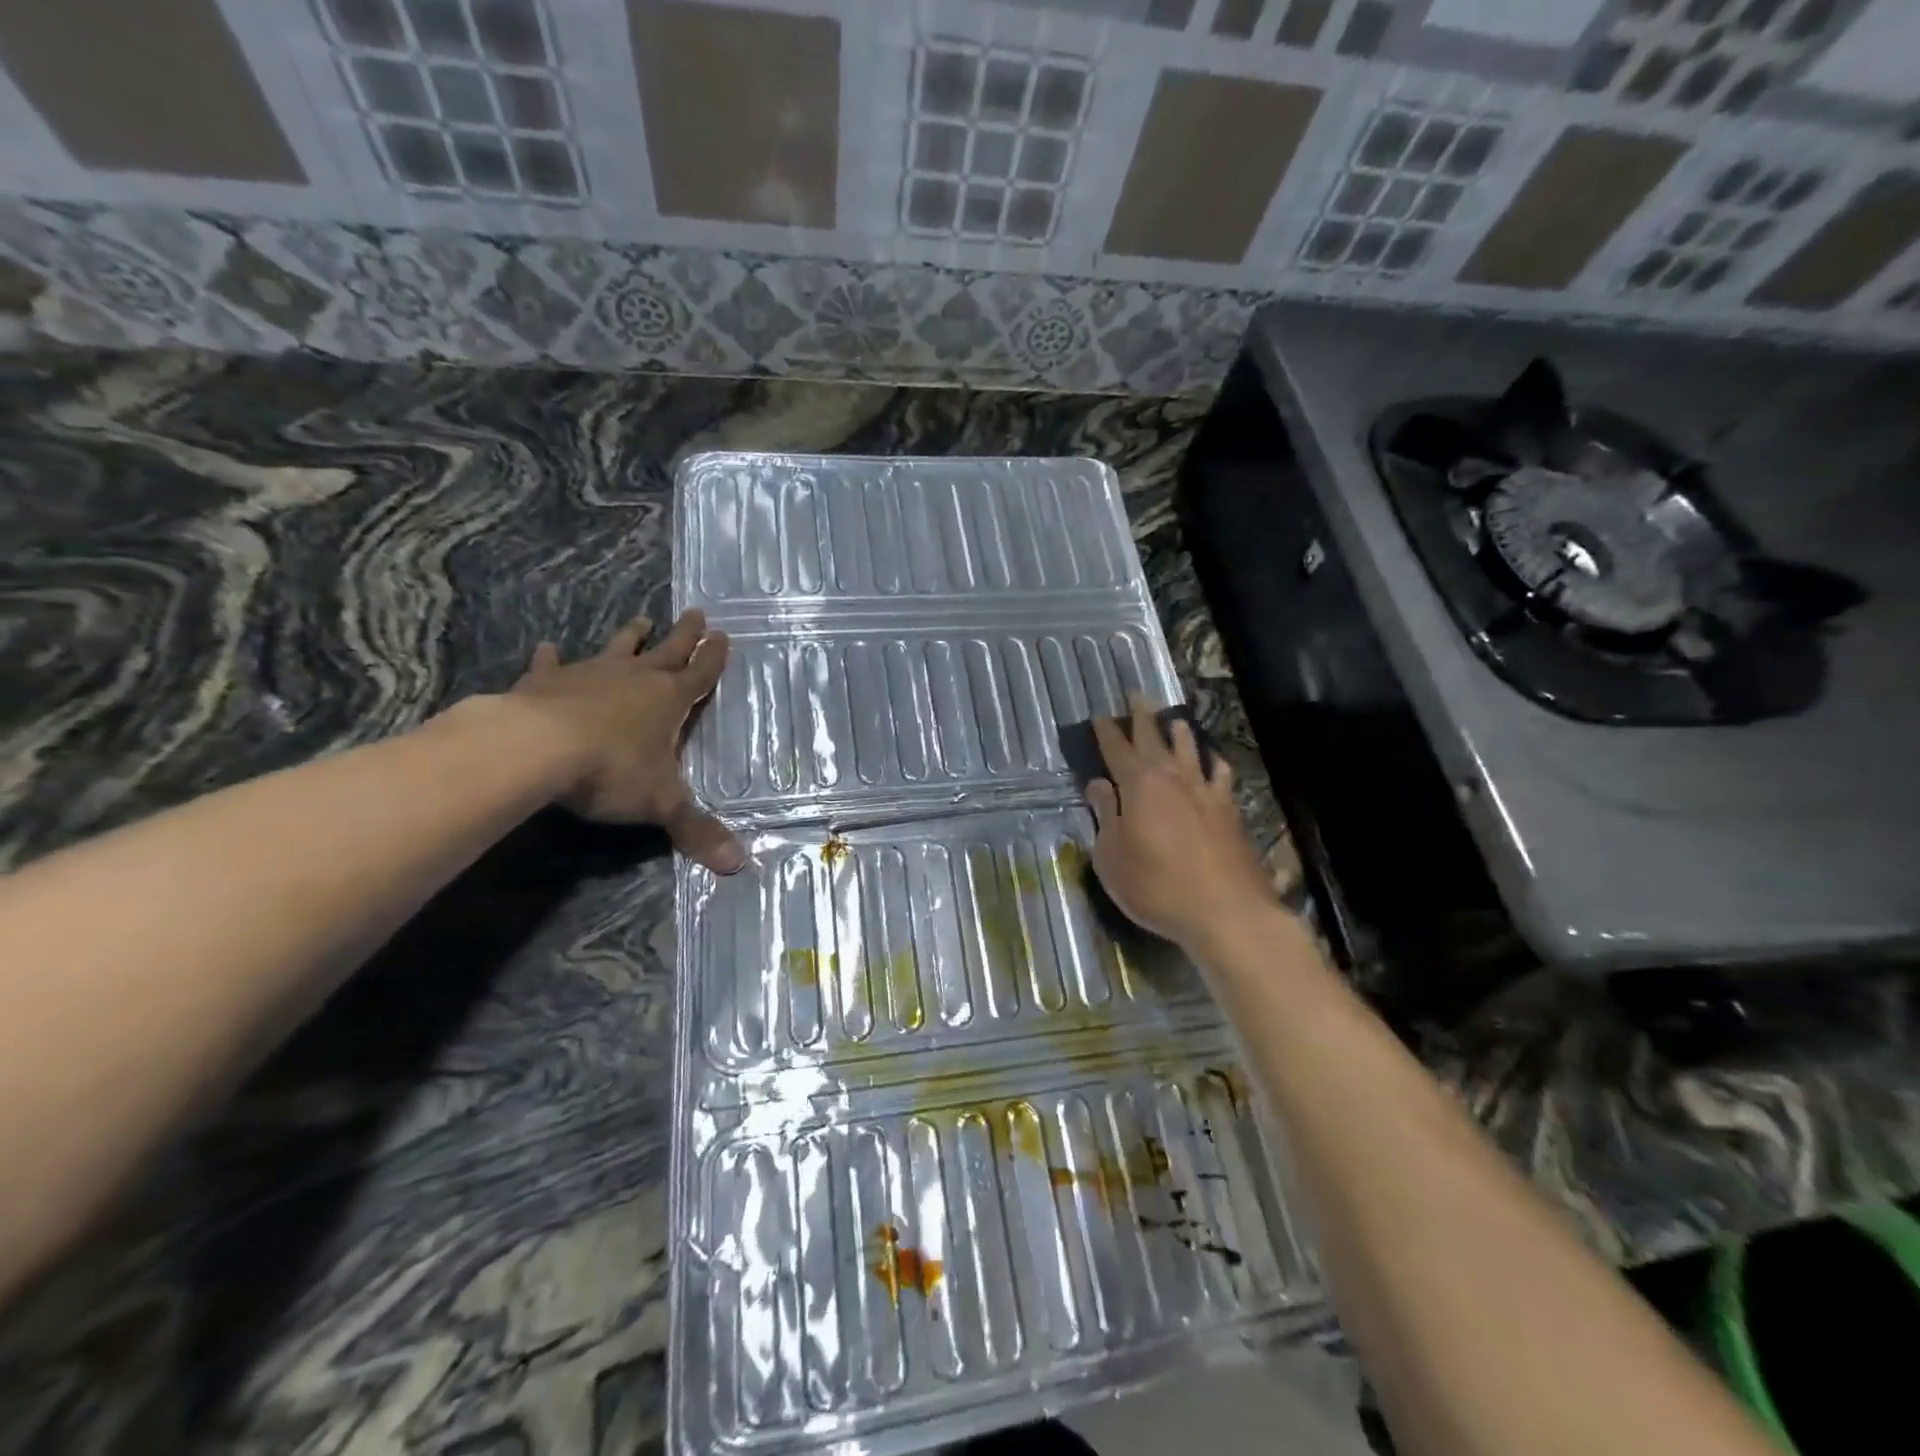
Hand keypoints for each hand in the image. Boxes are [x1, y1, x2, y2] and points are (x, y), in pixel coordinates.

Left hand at [510, 610, 743, 872]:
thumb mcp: (662, 804)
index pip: (700, 675)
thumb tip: (739, 865)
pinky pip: (552, 664)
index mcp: (668, 701)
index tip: (723, 635)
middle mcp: (635, 679)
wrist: (537, 748)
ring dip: (631, 637)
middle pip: (667, 651)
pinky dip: (551, 657)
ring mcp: (590, 675)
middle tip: (696, 613)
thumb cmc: (612, 771)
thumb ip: (696, 830)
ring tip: (640, 620)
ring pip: (618, 649)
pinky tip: (546, 647)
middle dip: (684, 635)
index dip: (714, 658)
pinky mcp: (546, 681)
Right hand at [1085, 696, 1276, 952]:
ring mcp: (1205, 792)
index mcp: (1138, 785)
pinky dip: (1213, 763)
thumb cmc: (1156, 886)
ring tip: (1175, 720)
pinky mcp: (1230, 811)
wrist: (1225, 912)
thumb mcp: (1111, 856)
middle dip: (1142, 716)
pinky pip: (1220, 775)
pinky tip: (1214, 763)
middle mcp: (1172, 778)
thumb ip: (1104, 815)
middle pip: (1155, 738)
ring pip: (1191, 750)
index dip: (1106, 732)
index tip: (1099, 715)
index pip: (1117, 749)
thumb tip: (1098, 784)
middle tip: (1136, 695)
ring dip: (1179, 733)